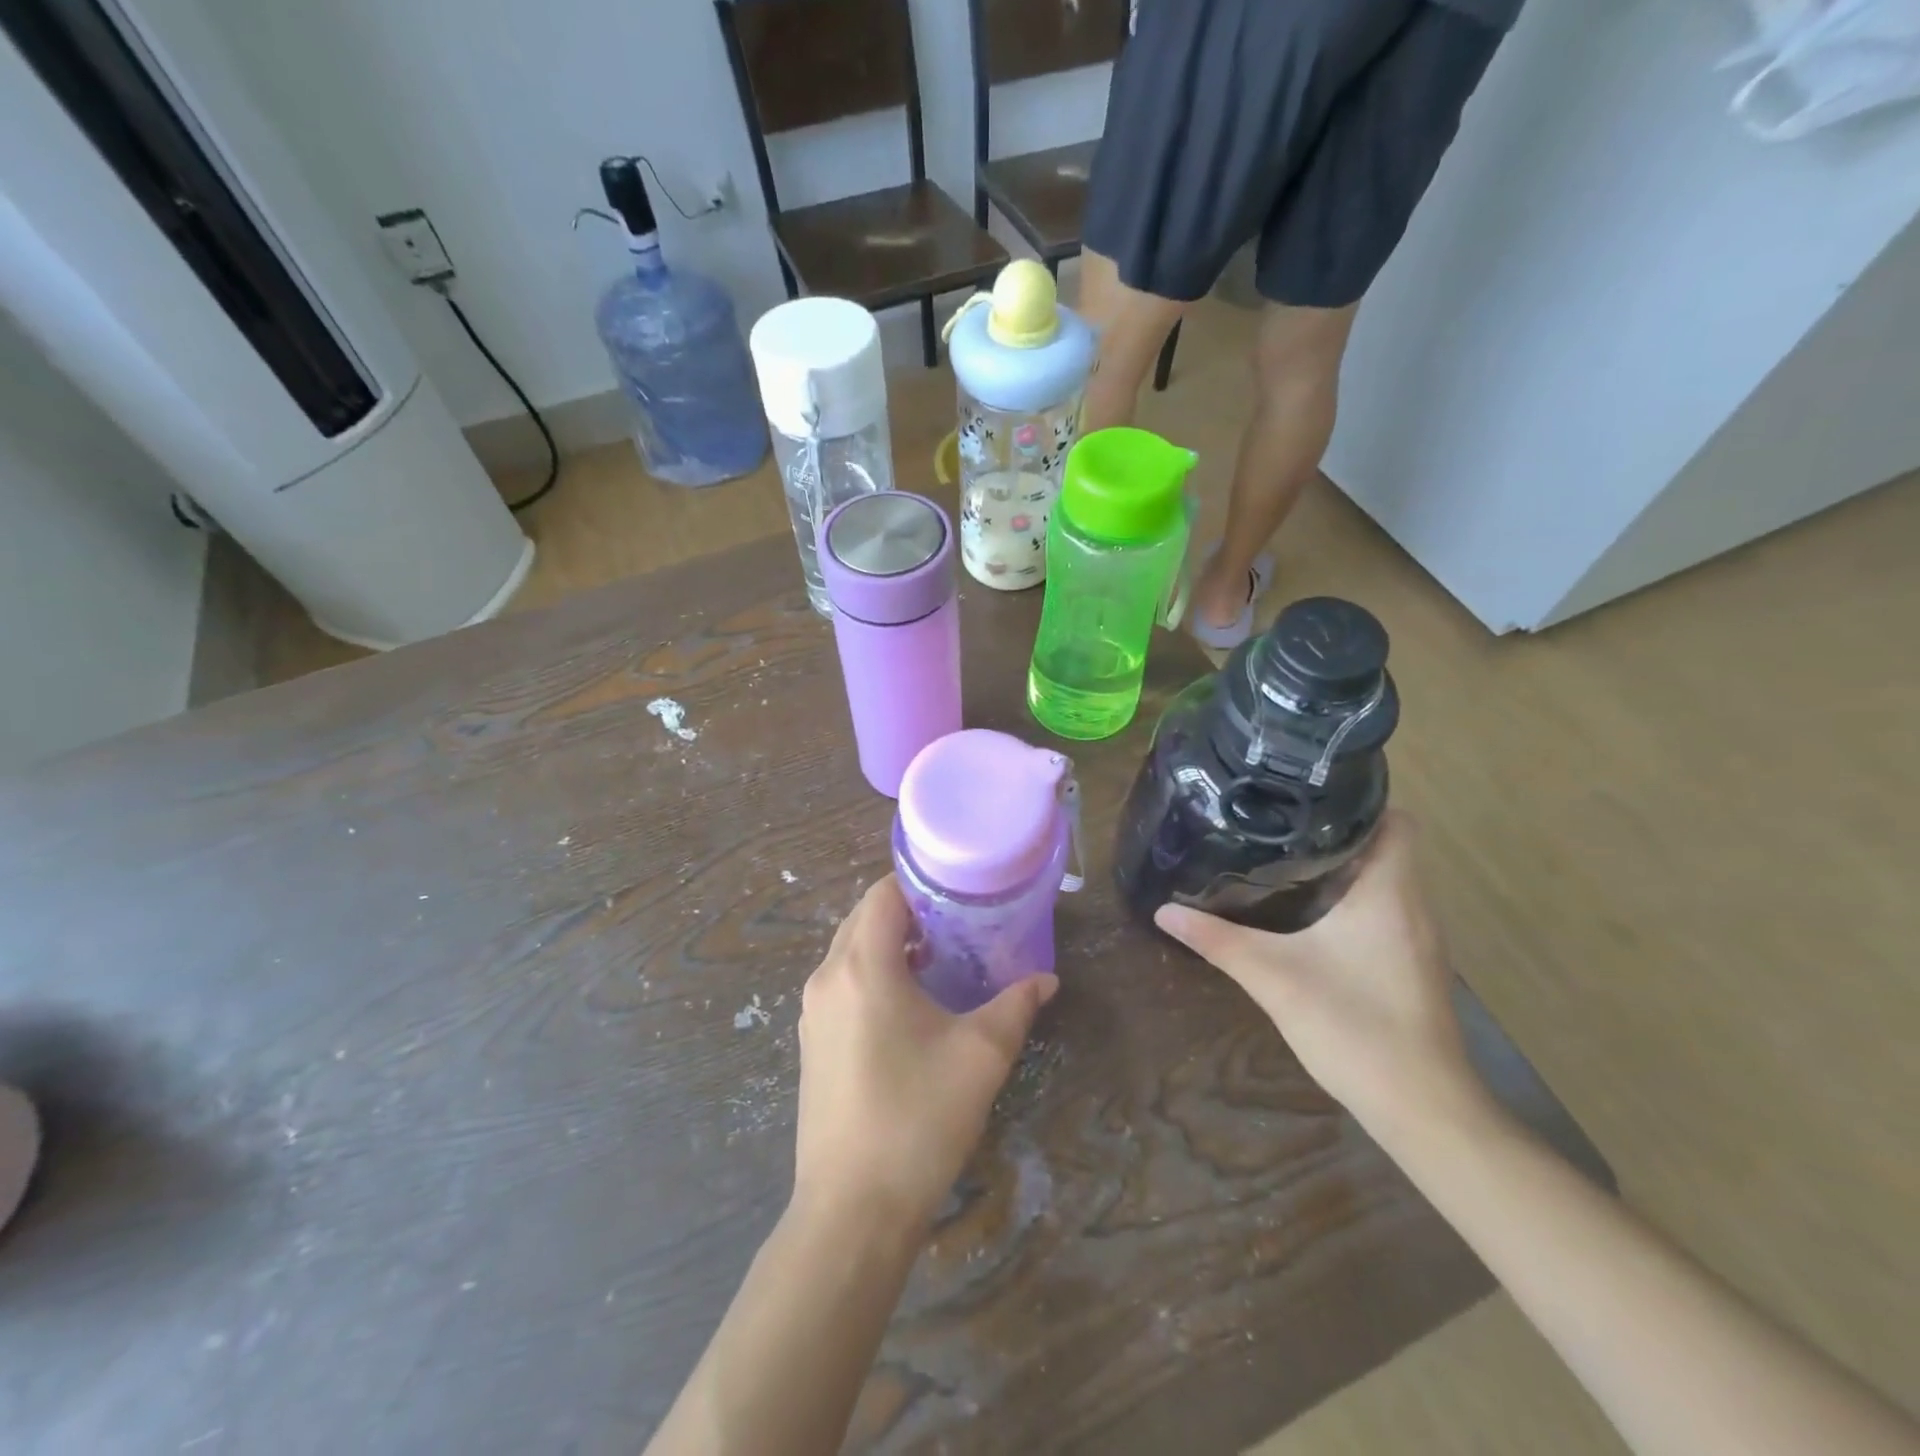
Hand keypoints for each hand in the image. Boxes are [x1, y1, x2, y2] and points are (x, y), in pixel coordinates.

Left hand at [793, 876, 1057, 1230]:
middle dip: (910, 911)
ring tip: (942, 957)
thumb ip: (1016, 1005)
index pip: (884, 894)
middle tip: (960, 920)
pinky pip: (842, 983)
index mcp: (862, 966)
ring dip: (891, 943)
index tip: (961, 889)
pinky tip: (911, 1003)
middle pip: (865, 918)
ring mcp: (813, 1012)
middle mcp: (828, 977)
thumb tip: (1046, 980)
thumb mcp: (981, 1055)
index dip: (921, 882)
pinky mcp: (812, 1042)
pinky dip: (874, 973)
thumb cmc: (918, 1118)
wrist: (852, 1210)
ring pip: (851, 951)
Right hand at [1154, 812, 1480, 1137]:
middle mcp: (1414, 907)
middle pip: (1386, 847)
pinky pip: (1385, 912)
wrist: (1422, 1110)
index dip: (1358, 801)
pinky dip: (1352, 901)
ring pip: (1386, 881)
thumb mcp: (1273, 977)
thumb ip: (1217, 940)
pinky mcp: (1412, 967)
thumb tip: (1164, 910)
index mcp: (1389, 893)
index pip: (1395, 820)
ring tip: (1284, 857)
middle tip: (1277, 824)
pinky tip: (1308, 916)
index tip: (1305, 797)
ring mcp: (1419, 940)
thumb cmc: (1354, 1027)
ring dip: (1344, 867)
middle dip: (1336, 832)